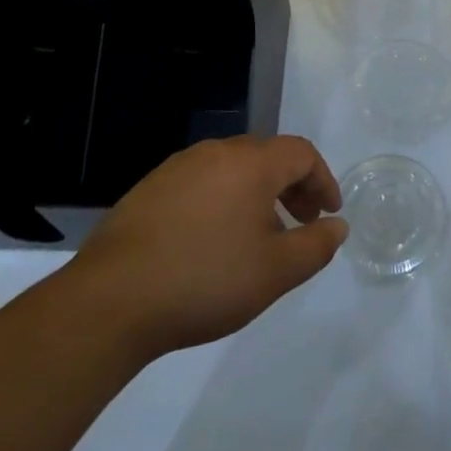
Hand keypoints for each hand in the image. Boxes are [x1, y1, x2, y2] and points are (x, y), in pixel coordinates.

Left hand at [68, 135, 347, 361]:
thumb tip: (337, 225)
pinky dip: (223, 200)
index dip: (322, 180)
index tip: (329, 214)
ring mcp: (178, 167)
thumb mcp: (274, 272)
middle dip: (292, 186)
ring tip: (259, 237)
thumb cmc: (206, 280)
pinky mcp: (150, 188)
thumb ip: (314, 246)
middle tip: (301, 223)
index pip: (301, 153)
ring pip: (233, 168)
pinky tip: (213, 241)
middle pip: (267, 156)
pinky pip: (202, 182)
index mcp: (250, 163)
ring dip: (257, 193)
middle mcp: (216, 152)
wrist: (113, 298)